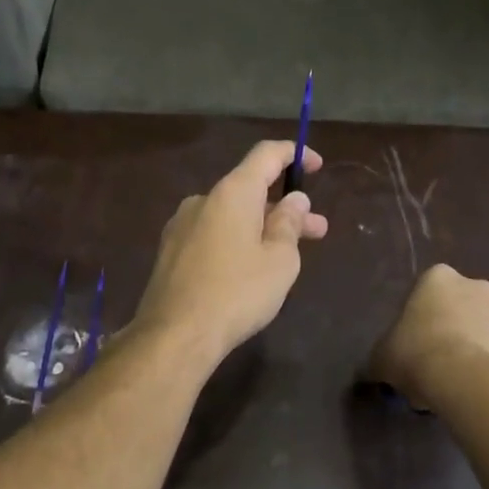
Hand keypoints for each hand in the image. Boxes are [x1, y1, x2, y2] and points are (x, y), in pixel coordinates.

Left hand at [133, 141, 329, 363]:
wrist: (174, 334)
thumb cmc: (237, 293)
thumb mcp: (279, 260)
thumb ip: (289, 223)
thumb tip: (293, 199)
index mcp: (232, 192)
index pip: (266, 155)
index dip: (294, 154)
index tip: (316, 165)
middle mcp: (203, 199)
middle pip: (250, 189)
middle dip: (285, 206)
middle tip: (316, 229)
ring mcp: (182, 225)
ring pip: (232, 215)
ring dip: (262, 226)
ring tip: (287, 254)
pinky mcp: (171, 251)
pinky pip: (213, 233)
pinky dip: (238, 239)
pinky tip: (250, 268)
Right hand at [367, 264, 488, 409]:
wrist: (465, 382)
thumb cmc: (416, 354)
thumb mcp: (382, 357)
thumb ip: (380, 357)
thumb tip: (372, 371)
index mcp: (440, 278)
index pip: (427, 289)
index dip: (419, 315)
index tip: (411, 340)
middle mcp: (479, 287)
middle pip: (461, 306)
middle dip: (451, 327)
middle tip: (434, 359)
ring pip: (487, 330)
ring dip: (475, 346)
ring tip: (457, 380)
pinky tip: (477, 389)